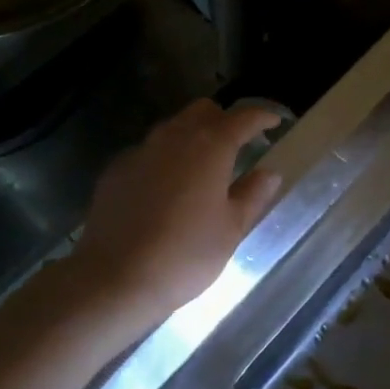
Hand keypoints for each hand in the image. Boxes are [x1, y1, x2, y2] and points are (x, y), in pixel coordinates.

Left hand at [67, 100, 284, 332]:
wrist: (114, 278)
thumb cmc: (185, 255)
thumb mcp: (231, 229)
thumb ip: (252, 195)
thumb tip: (269, 173)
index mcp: (210, 146)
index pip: (242, 117)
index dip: (262, 116)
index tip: (275, 122)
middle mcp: (174, 137)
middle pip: (203, 111)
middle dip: (224, 120)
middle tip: (238, 144)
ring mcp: (141, 150)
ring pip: (173, 127)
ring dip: (192, 135)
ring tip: (203, 164)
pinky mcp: (116, 168)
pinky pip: (148, 150)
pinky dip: (165, 157)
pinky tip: (167, 186)